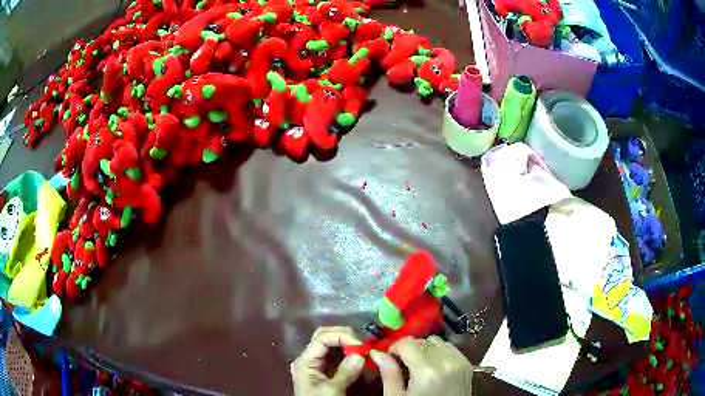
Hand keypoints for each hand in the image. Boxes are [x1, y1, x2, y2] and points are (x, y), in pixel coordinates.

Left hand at [291, 326, 365, 395]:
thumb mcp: (332, 390)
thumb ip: (346, 372)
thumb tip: (360, 355)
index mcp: (305, 361)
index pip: (322, 337)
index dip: (342, 336)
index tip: (361, 345)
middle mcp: (308, 358)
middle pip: (324, 337)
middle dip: (344, 336)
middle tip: (363, 344)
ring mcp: (316, 364)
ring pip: (330, 345)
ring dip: (347, 344)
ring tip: (363, 349)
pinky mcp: (324, 371)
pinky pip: (335, 356)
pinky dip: (347, 353)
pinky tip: (358, 357)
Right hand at [370, 336, 472, 395]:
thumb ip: (389, 374)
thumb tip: (377, 353)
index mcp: (426, 371)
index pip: (407, 343)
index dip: (394, 348)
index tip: (389, 359)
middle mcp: (446, 361)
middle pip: (422, 340)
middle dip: (409, 349)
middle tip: (402, 364)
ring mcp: (459, 361)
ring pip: (437, 341)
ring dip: (425, 349)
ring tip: (418, 365)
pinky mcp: (467, 364)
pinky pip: (450, 348)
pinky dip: (439, 352)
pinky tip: (433, 367)